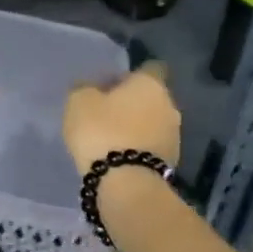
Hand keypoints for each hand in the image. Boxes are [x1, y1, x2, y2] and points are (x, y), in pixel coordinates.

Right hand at [63, 62, 180, 170]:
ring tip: (110, 138)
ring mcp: (174, 135)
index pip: (149, 68)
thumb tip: (91, 87)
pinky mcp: (171, 161)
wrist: (126, 183)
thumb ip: (85, 88)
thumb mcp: (79, 102)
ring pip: (152, 123)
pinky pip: (151, 146)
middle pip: (151, 97)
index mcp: (150, 84)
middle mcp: (170, 105)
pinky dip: (138, 148)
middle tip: (104, 113)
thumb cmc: (101, 131)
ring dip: (135, 127)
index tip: (110, 86)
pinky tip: (118, 156)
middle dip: (131, 103)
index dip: (129, 76)